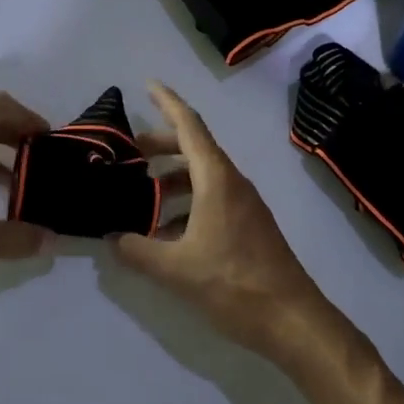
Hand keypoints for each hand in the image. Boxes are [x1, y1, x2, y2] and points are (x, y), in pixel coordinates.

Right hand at [114, 82, 338, 363]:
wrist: (291, 318)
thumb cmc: (233, 284)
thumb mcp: (176, 269)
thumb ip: (138, 251)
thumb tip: (112, 238)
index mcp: (216, 179)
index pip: (189, 126)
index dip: (168, 102)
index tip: (148, 85)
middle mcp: (232, 182)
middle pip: (195, 148)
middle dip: (162, 145)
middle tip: (129, 153)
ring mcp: (243, 204)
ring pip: (203, 176)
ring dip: (172, 178)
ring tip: (141, 195)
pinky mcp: (248, 225)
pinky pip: (212, 198)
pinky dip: (186, 202)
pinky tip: (166, 231)